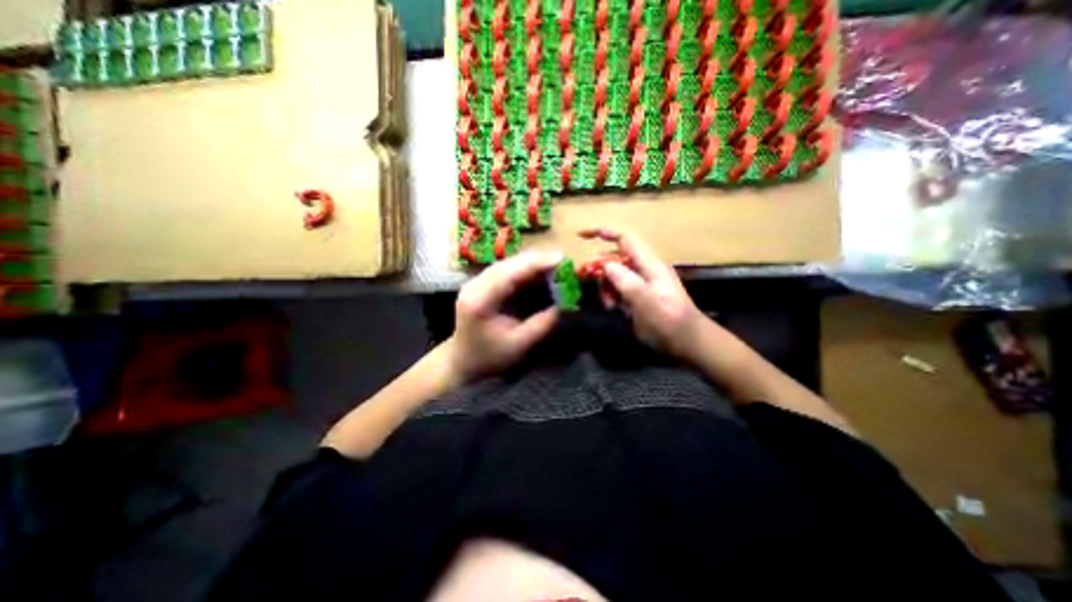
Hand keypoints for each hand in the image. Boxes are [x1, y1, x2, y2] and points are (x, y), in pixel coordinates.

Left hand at [445, 251, 561, 383]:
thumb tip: (564, 304)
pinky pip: (505, 270)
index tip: (560, 258)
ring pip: (506, 264)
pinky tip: (539, 272)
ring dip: (531, 263)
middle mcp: (474, 286)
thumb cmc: (489, 357)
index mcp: (480, 301)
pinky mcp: (481, 284)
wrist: (462, 361)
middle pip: (507, 264)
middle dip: (536, 260)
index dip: (535, 263)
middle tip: (562, 261)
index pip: (508, 274)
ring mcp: (475, 283)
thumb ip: (542, 324)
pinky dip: (524, 269)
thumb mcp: (519, 345)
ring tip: (555, 265)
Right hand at [583, 228, 709, 359]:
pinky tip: (613, 309)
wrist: (687, 344)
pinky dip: (610, 297)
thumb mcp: (647, 303)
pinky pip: (617, 289)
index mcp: (649, 265)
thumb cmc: (669, 323)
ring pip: (613, 276)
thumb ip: (627, 282)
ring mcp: (640, 284)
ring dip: (605, 287)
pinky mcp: (637, 296)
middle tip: (586, 281)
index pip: (624, 239)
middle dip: (599, 268)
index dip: (602, 232)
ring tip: (610, 305)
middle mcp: (643, 270)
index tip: (580, 235)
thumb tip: (606, 265)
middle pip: (614, 258)